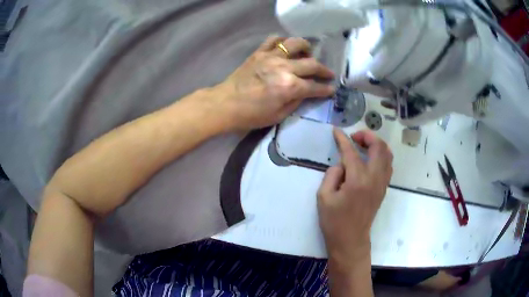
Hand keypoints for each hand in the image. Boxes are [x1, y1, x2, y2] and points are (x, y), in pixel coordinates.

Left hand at [216, 36, 334, 129]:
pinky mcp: (259, 52)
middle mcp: (284, 68)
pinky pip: (274, 39)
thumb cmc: (251, 115)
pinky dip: (282, 41)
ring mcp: (271, 57)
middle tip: (328, 73)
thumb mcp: (278, 115)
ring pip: (295, 43)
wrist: (225, 104)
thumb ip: (296, 102)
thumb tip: (306, 92)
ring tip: (308, 53)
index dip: (326, 89)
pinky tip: (285, 47)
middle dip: (324, 70)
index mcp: (290, 87)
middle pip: (311, 63)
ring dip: (306, 47)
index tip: (332, 89)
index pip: (315, 86)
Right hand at [317, 129, 392, 268]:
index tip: (336, 131)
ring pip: (387, 155)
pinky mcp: (383, 188)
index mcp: (357, 180)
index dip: (342, 139)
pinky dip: (380, 155)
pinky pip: (387, 165)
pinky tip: (369, 159)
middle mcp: (374, 178)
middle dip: (367, 136)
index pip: (351, 152)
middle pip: (379, 147)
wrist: (351, 240)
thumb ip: (332, 174)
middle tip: (354, 137)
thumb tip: (342, 164)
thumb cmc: (334, 221)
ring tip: (363, 146)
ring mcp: (382, 183)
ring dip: (376, 145)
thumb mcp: (323, 197)